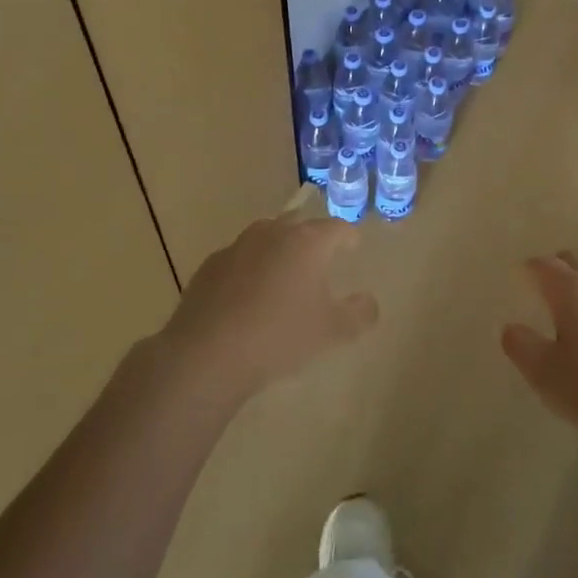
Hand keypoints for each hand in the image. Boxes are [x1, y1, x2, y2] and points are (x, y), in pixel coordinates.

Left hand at [157, 216, 378, 398]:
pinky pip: (239, 258)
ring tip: (283, 275)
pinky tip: (248, 296)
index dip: (349, 237)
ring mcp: (237, 246)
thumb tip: (369, 301)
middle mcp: (273, 233)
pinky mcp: (210, 265)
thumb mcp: (332, 332)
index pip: (337, 228)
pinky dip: (249, 269)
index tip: (353, 247)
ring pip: (266, 237)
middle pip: (299, 224)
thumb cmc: (280, 336)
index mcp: (307, 242)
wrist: (208, 353)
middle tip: (320, 259)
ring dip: (278, 250)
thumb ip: (359, 314)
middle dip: (312, 237)